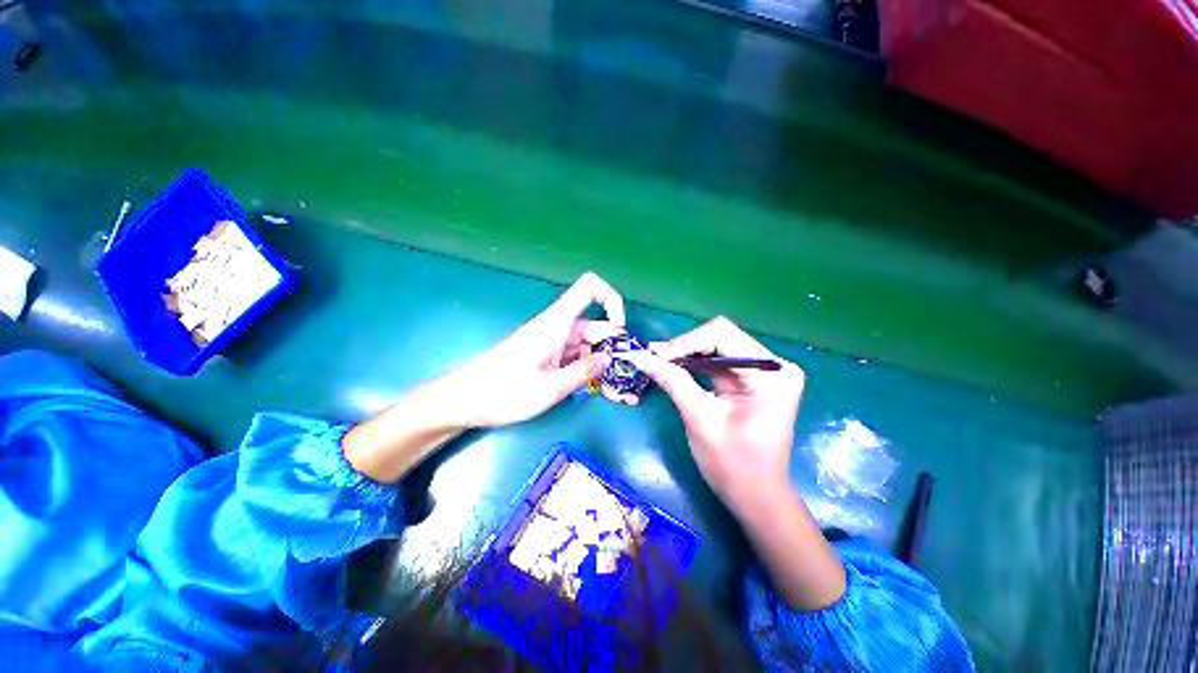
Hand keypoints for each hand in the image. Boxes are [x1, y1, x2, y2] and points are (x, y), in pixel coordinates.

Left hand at [344, 272, 626, 482]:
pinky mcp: (546, 356)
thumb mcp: (548, 389)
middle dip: (613, 346)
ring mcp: (551, 342)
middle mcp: (556, 328)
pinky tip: (593, 389)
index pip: (589, 287)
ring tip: (613, 390)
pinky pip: (574, 356)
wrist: (464, 399)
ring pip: (586, 344)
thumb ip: (582, 372)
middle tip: (625, 375)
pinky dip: (586, 369)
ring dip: (601, 362)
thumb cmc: (503, 393)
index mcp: (555, 324)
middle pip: (595, 324)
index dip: (611, 299)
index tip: (620, 329)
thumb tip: (608, 359)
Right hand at [629, 316, 804, 511]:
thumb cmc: (734, 467)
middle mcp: (773, 365)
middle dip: (686, 346)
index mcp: (772, 375)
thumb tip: (640, 356)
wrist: (757, 497)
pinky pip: (719, 359)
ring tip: (660, 362)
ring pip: (718, 344)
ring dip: (688, 353)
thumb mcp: (701, 420)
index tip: (656, 356)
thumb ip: (673, 382)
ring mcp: (765, 371)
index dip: (686, 342)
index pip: (723, 336)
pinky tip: (676, 368)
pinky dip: (695, 362)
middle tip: (655, 359)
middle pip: (721, 336)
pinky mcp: (753, 378)